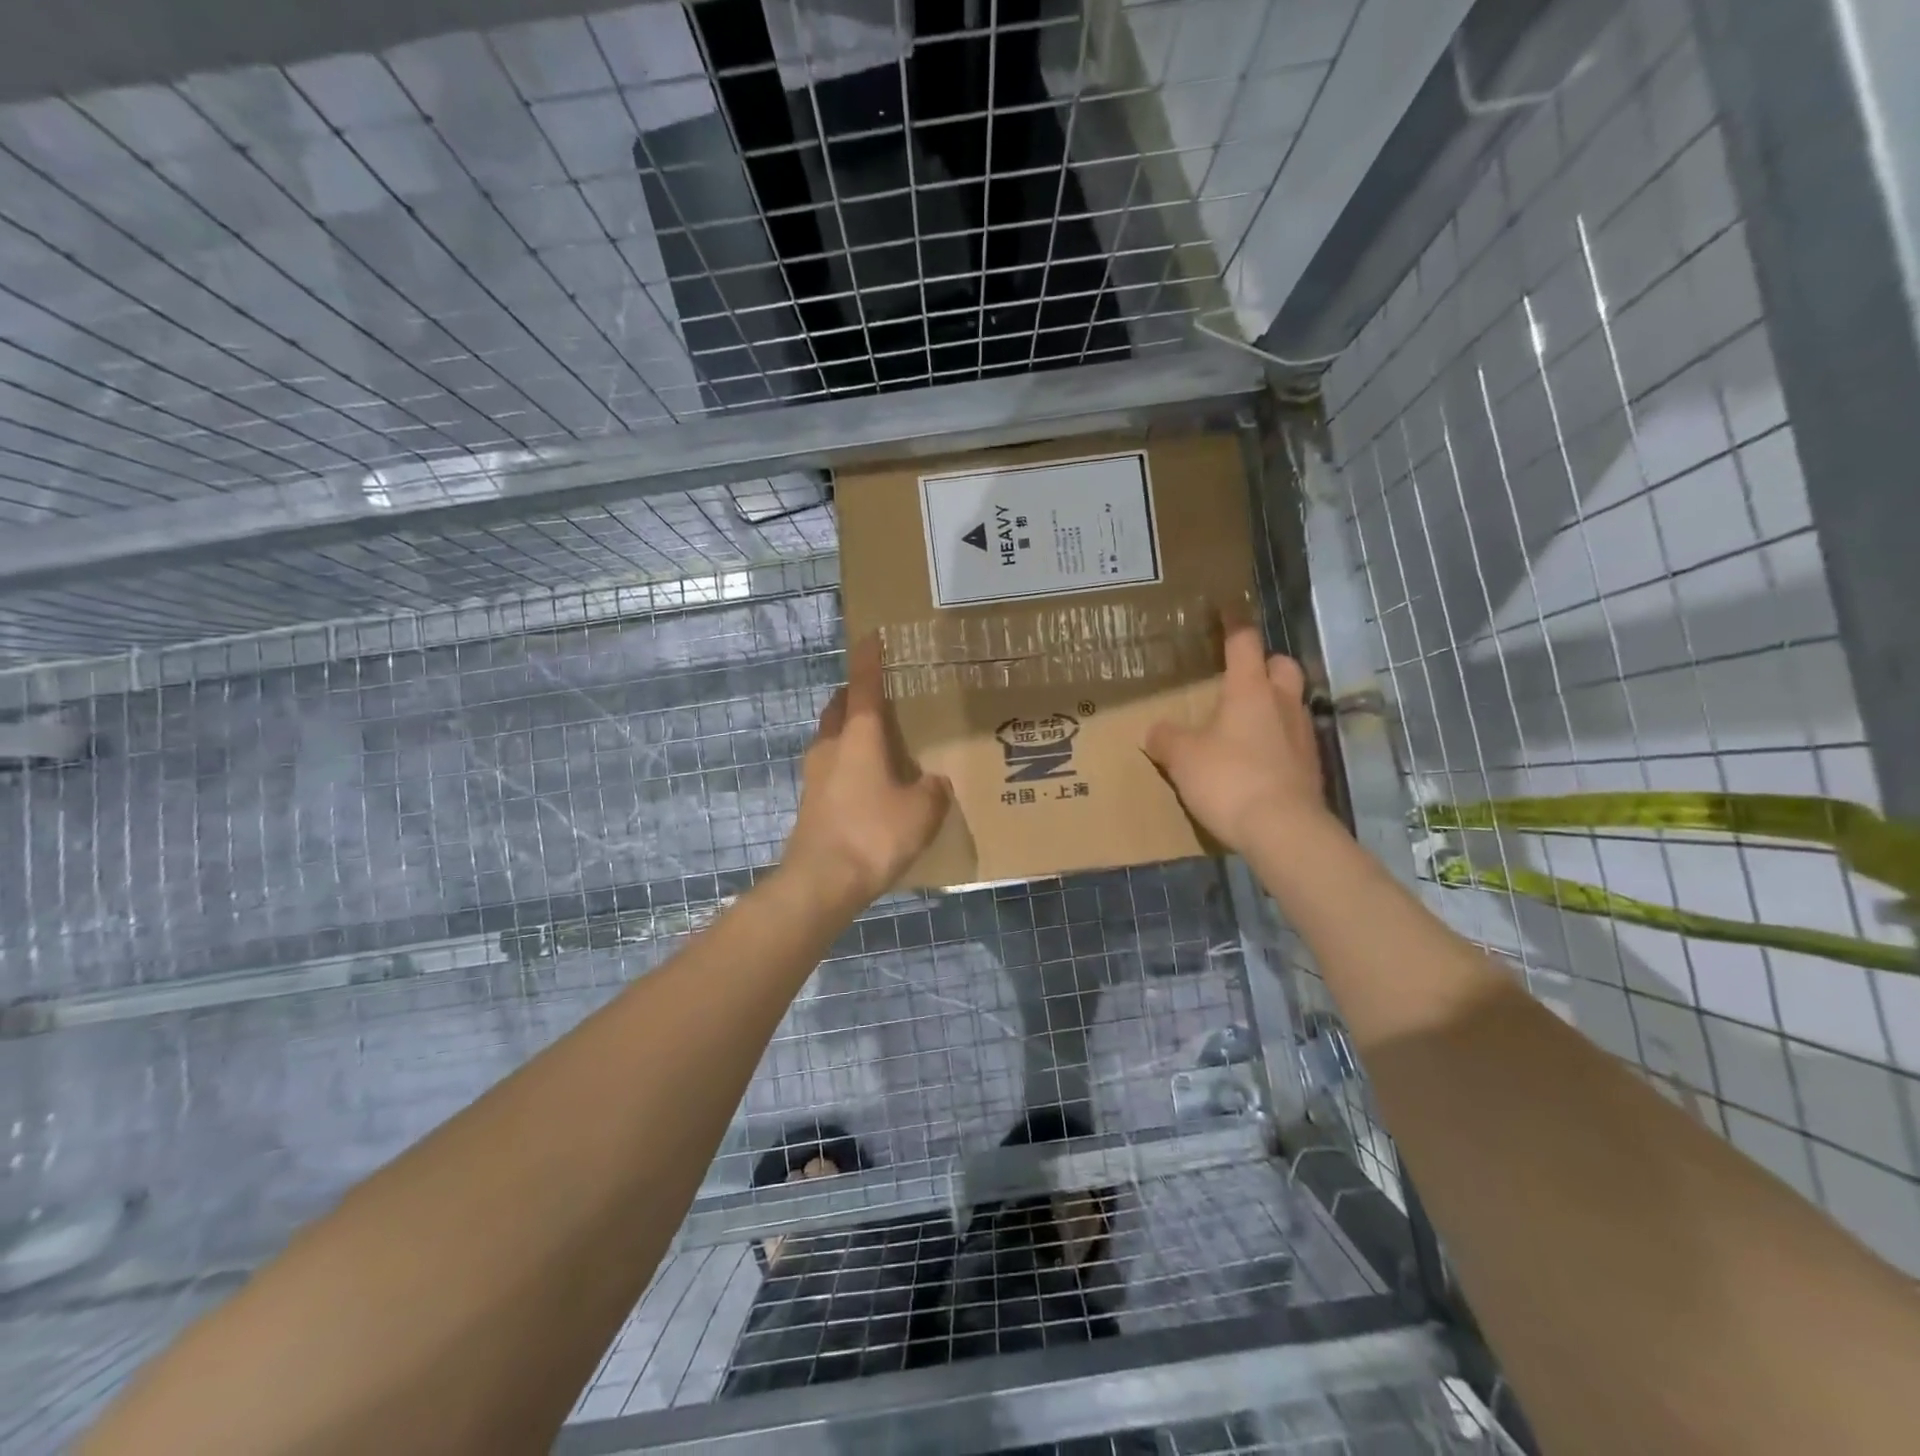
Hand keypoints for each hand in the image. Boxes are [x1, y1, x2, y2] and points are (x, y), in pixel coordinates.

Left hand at [782, 635, 951, 902]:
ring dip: (850, 730)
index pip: (864, 685)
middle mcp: (831, 746)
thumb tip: (933, 783)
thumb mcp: (922, 811)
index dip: (869, 659)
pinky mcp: (810, 801)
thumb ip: (932, 790)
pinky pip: (831, 766)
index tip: (871, 636)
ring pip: (832, 737)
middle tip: (881, 697)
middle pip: (840, 708)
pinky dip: (848, 761)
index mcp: (858, 736)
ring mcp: (815, 774)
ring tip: (879, 740)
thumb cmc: (874, 833)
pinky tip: (869, 782)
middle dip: (856, 696)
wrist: (822, 881)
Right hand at [1144, 625, 1330, 856]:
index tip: (1226, 609)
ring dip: (1272, 705)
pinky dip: (1276, 741)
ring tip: (1244, 723)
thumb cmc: (1229, 779)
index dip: (1234, 624)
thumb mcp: (1182, 757)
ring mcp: (1302, 736)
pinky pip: (1292, 740)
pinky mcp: (1310, 768)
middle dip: (1265, 664)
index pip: (1244, 643)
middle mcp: (1282, 704)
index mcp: (1250, 690)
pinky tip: (1255, 760)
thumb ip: (1166, 738)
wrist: (1283, 830)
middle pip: (1282, 666)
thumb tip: (1156, 731)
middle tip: (1240, 677)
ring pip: (1291, 704)